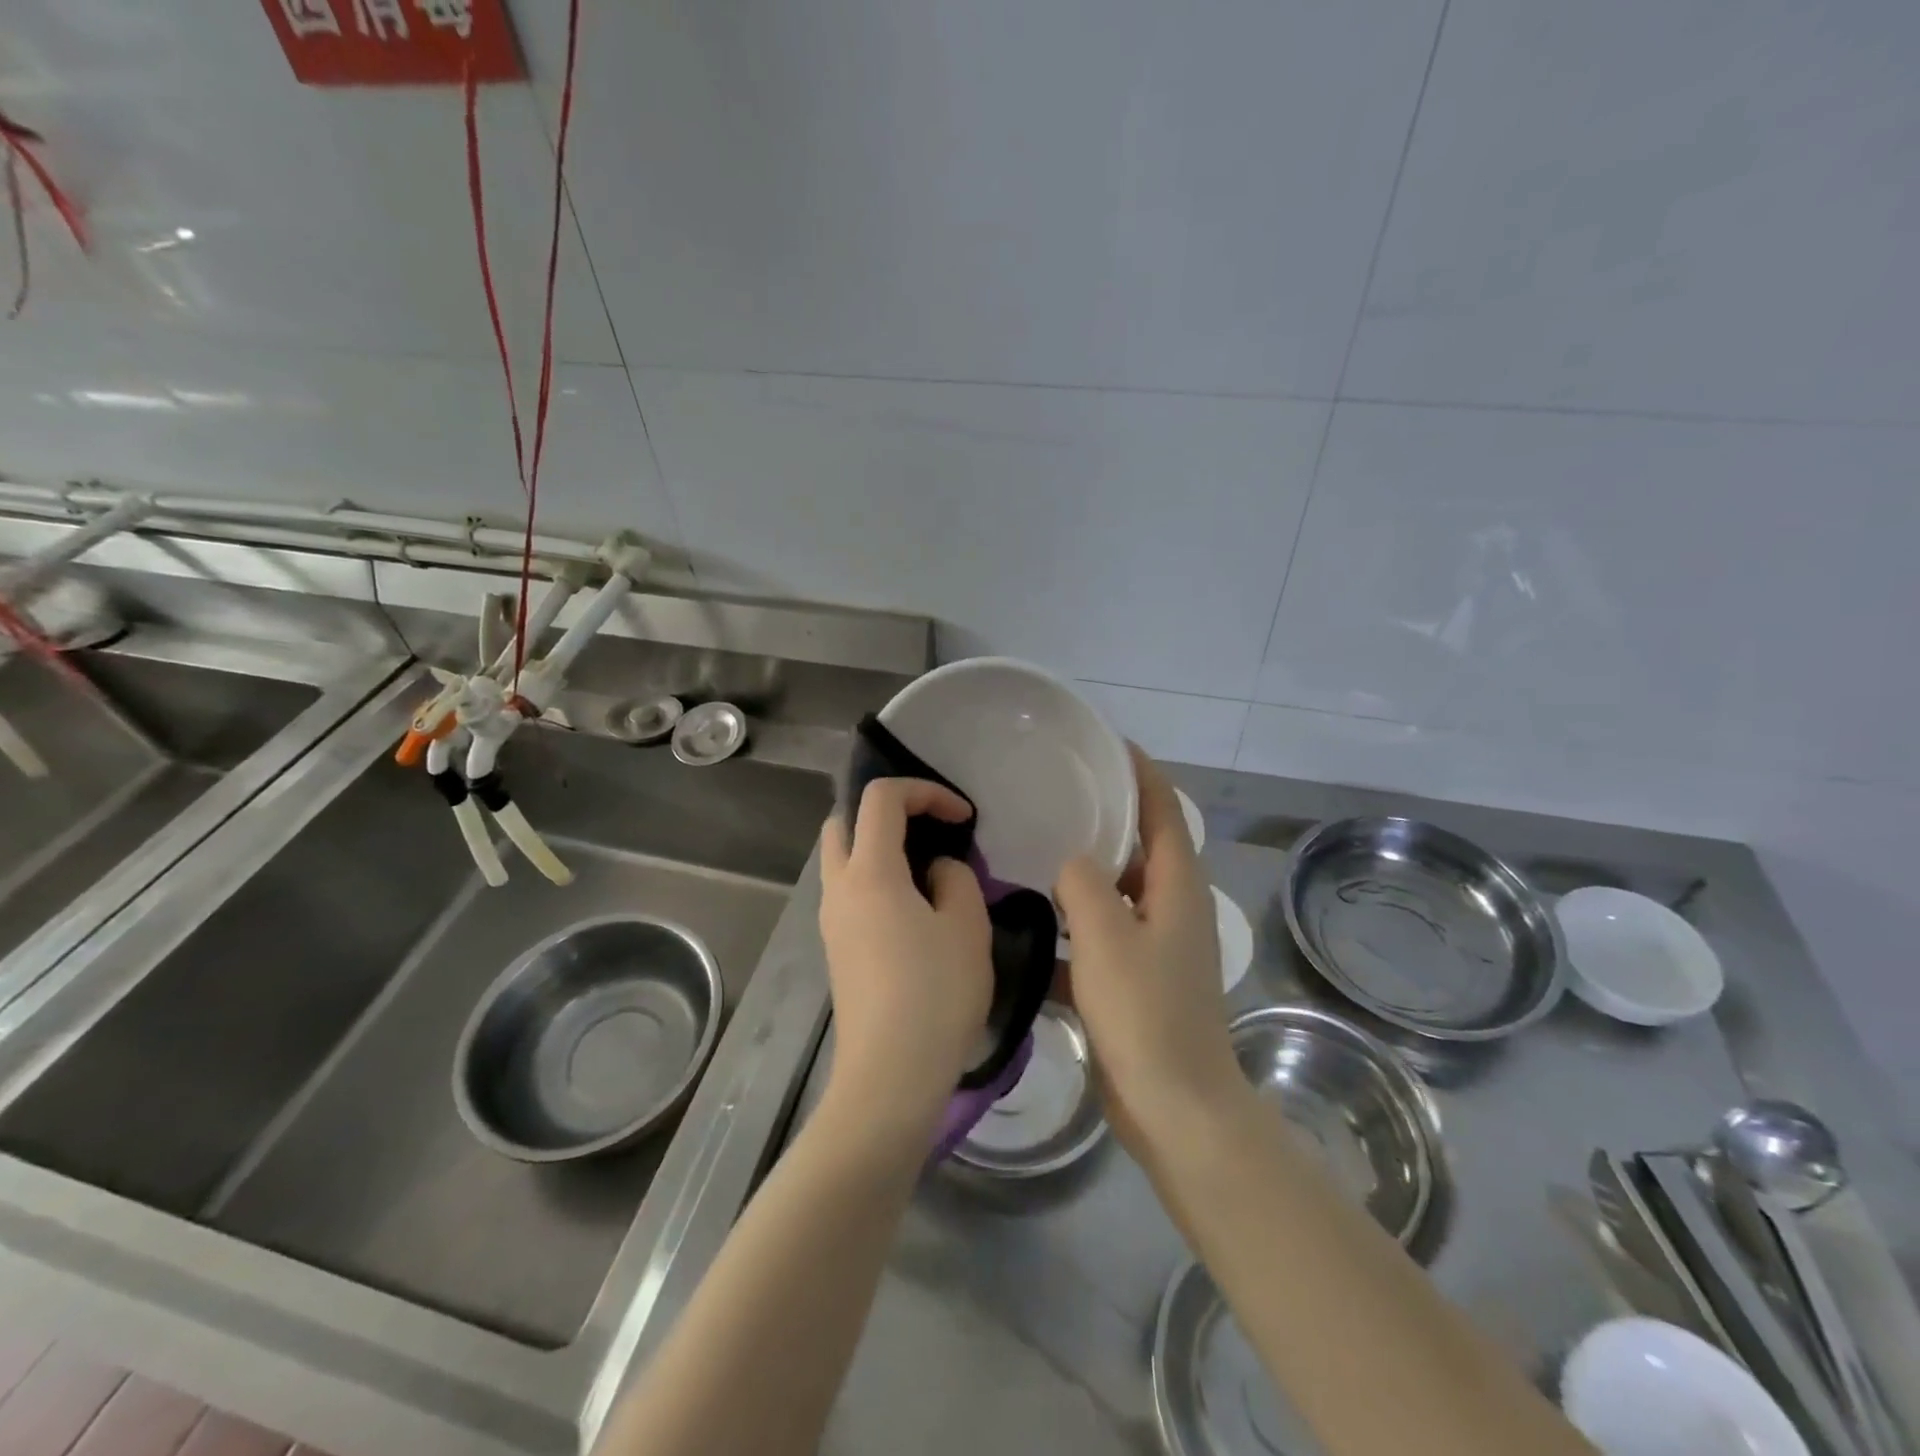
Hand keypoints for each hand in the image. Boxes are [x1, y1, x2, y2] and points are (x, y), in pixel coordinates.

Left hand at [819, 779, 993, 1132]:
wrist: (890, 1075)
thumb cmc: (935, 994)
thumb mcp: (967, 926)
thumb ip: (956, 879)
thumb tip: (936, 872)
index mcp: (869, 872)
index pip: (881, 798)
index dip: (925, 792)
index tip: (963, 818)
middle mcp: (839, 888)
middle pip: (843, 821)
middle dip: (885, 813)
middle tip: (928, 831)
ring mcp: (831, 921)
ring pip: (841, 859)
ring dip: (878, 848)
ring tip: (927, 872)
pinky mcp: (836, 949)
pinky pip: (849, 892)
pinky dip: (875, 879)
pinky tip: (914, 910)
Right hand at [1056, 747, 1241, 1160]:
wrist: (1175, 1109)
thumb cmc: (1146, 1014)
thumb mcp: (1106, 937)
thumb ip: (1083, 884)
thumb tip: (1072, 864)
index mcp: (1177, 888)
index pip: (1163, 810)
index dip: (1140, 772)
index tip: (1105, 744)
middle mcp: (1172, 908)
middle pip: (1141, 847)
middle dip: (1106, 818)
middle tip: (1055, 795)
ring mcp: (1156, 946)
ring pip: (1116, 892)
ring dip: (1084, 874)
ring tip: (1033, 851)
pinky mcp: (1136, 980)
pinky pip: (1101, 935)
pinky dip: (1074, 925)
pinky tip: (1030, 924)